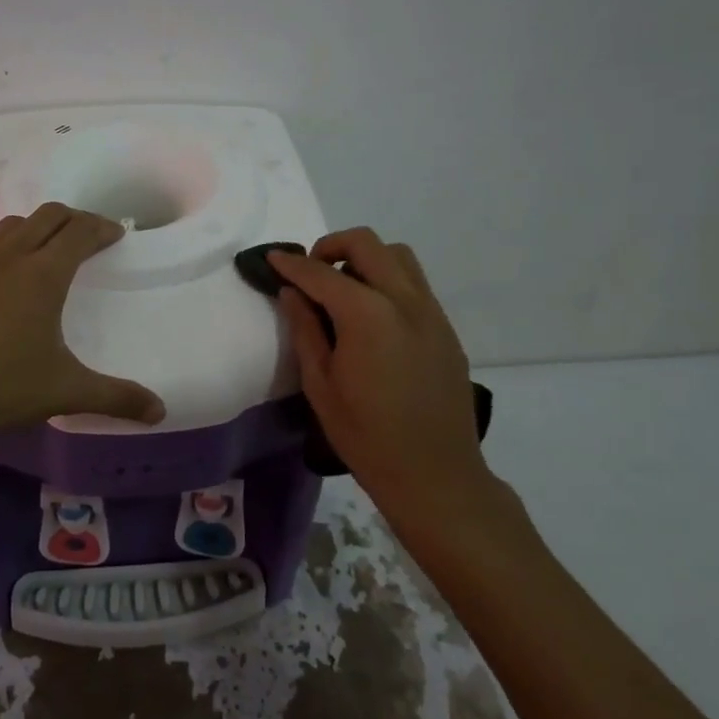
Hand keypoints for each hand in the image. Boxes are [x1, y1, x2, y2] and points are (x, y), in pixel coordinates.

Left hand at [0, 203, 165, 437]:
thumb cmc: (2, 389)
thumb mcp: (66, 391)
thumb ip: (116, 397)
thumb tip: (160, 412)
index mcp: (44, 275)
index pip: (80, 232)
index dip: (102, 227)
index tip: (116, 233)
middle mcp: (9, 257)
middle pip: (47, 216)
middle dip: (72, 218)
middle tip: (86, 234)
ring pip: (8, 226)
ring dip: (31, 226)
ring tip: (40, 243)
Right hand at [269, 228, 486, 499]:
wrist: (435, 475)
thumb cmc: (365, 436)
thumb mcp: (320, 384)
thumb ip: (305, 329)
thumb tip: (292, 292)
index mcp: (367, 315)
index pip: (322, 273)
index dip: (292, 264)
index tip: (272, 259)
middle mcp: (404, 300)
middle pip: (366, 244)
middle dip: (331, 246)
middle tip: (310, 273)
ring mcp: (431, 312)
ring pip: (398, 256)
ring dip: (365, 259)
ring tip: (344, 290)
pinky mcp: (446, 328)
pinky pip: (415, 284)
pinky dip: (388, 280)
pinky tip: (373, 316)